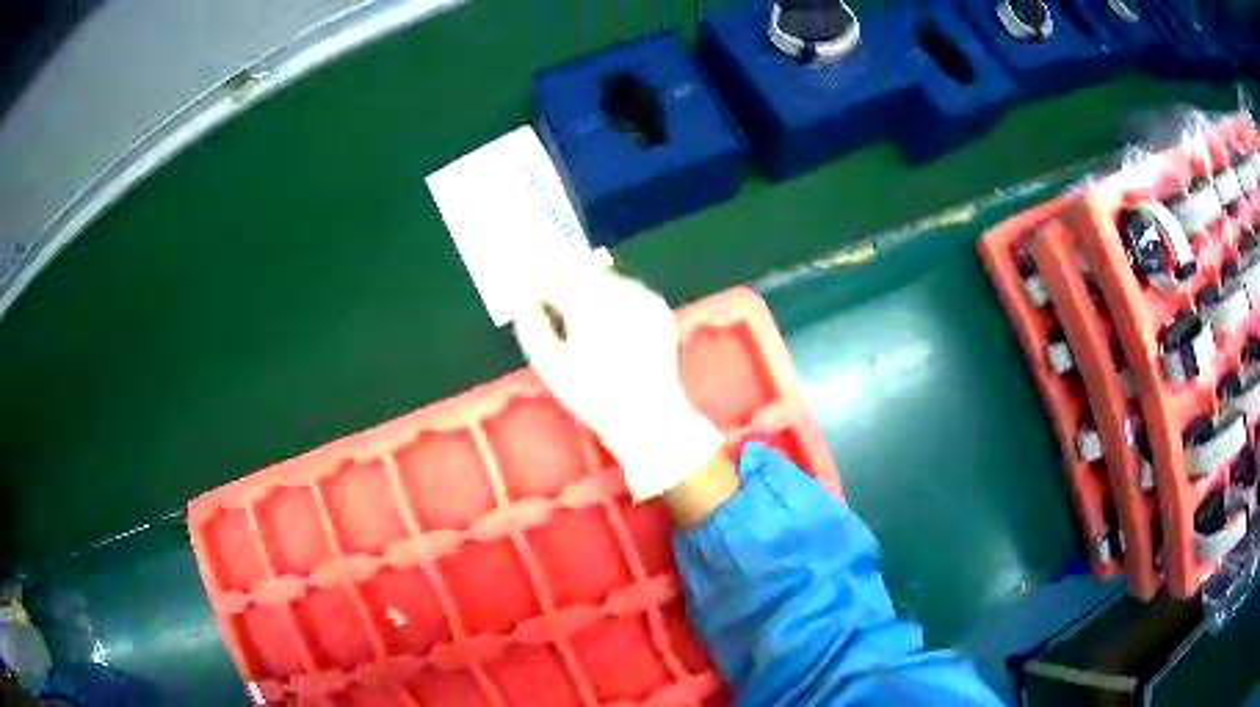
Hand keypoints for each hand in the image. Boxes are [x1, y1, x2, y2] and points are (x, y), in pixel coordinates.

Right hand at [514, 271, 726, 502]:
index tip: (527, 296)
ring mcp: (642, 297)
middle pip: (579, 271)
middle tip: (548, 300)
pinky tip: (606, 321)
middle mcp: (618, 292)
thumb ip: (530, 326)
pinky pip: (627, 289)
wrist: (648, 416)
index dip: (536, 284)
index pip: (552, 277)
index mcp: (588, 304)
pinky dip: (612, 297)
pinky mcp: (657, 306)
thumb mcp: (549, 365)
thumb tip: (524, 300)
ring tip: (577, 315)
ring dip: (587, 286)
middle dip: (561, 281)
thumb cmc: (592, 395)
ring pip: (603, 277)